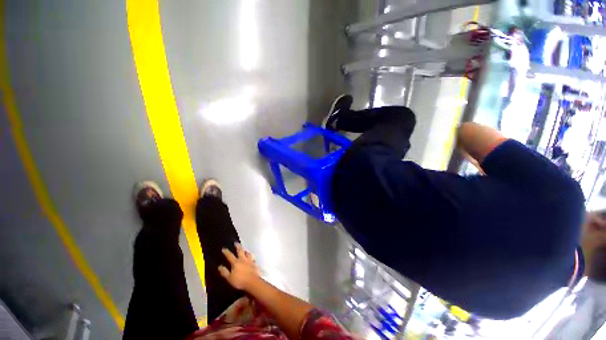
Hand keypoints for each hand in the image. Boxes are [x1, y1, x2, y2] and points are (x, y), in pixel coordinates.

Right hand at [218, 243, 260, 290]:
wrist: (252, 282)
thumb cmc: (240, 281)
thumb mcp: (229, 278)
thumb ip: (224, 272)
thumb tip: (219, 266)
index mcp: (236, 262)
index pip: (230, 256)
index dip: (226, 252)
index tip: (224, 248)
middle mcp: (243, 259)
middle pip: (240, 251)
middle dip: (238, 246)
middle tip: (236, 243)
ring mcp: (250, 260)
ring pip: (247, 253)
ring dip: (245, 250)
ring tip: (244, 249)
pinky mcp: (254, 263)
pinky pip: (252, 257)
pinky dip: (251, 256)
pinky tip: (251, 257)